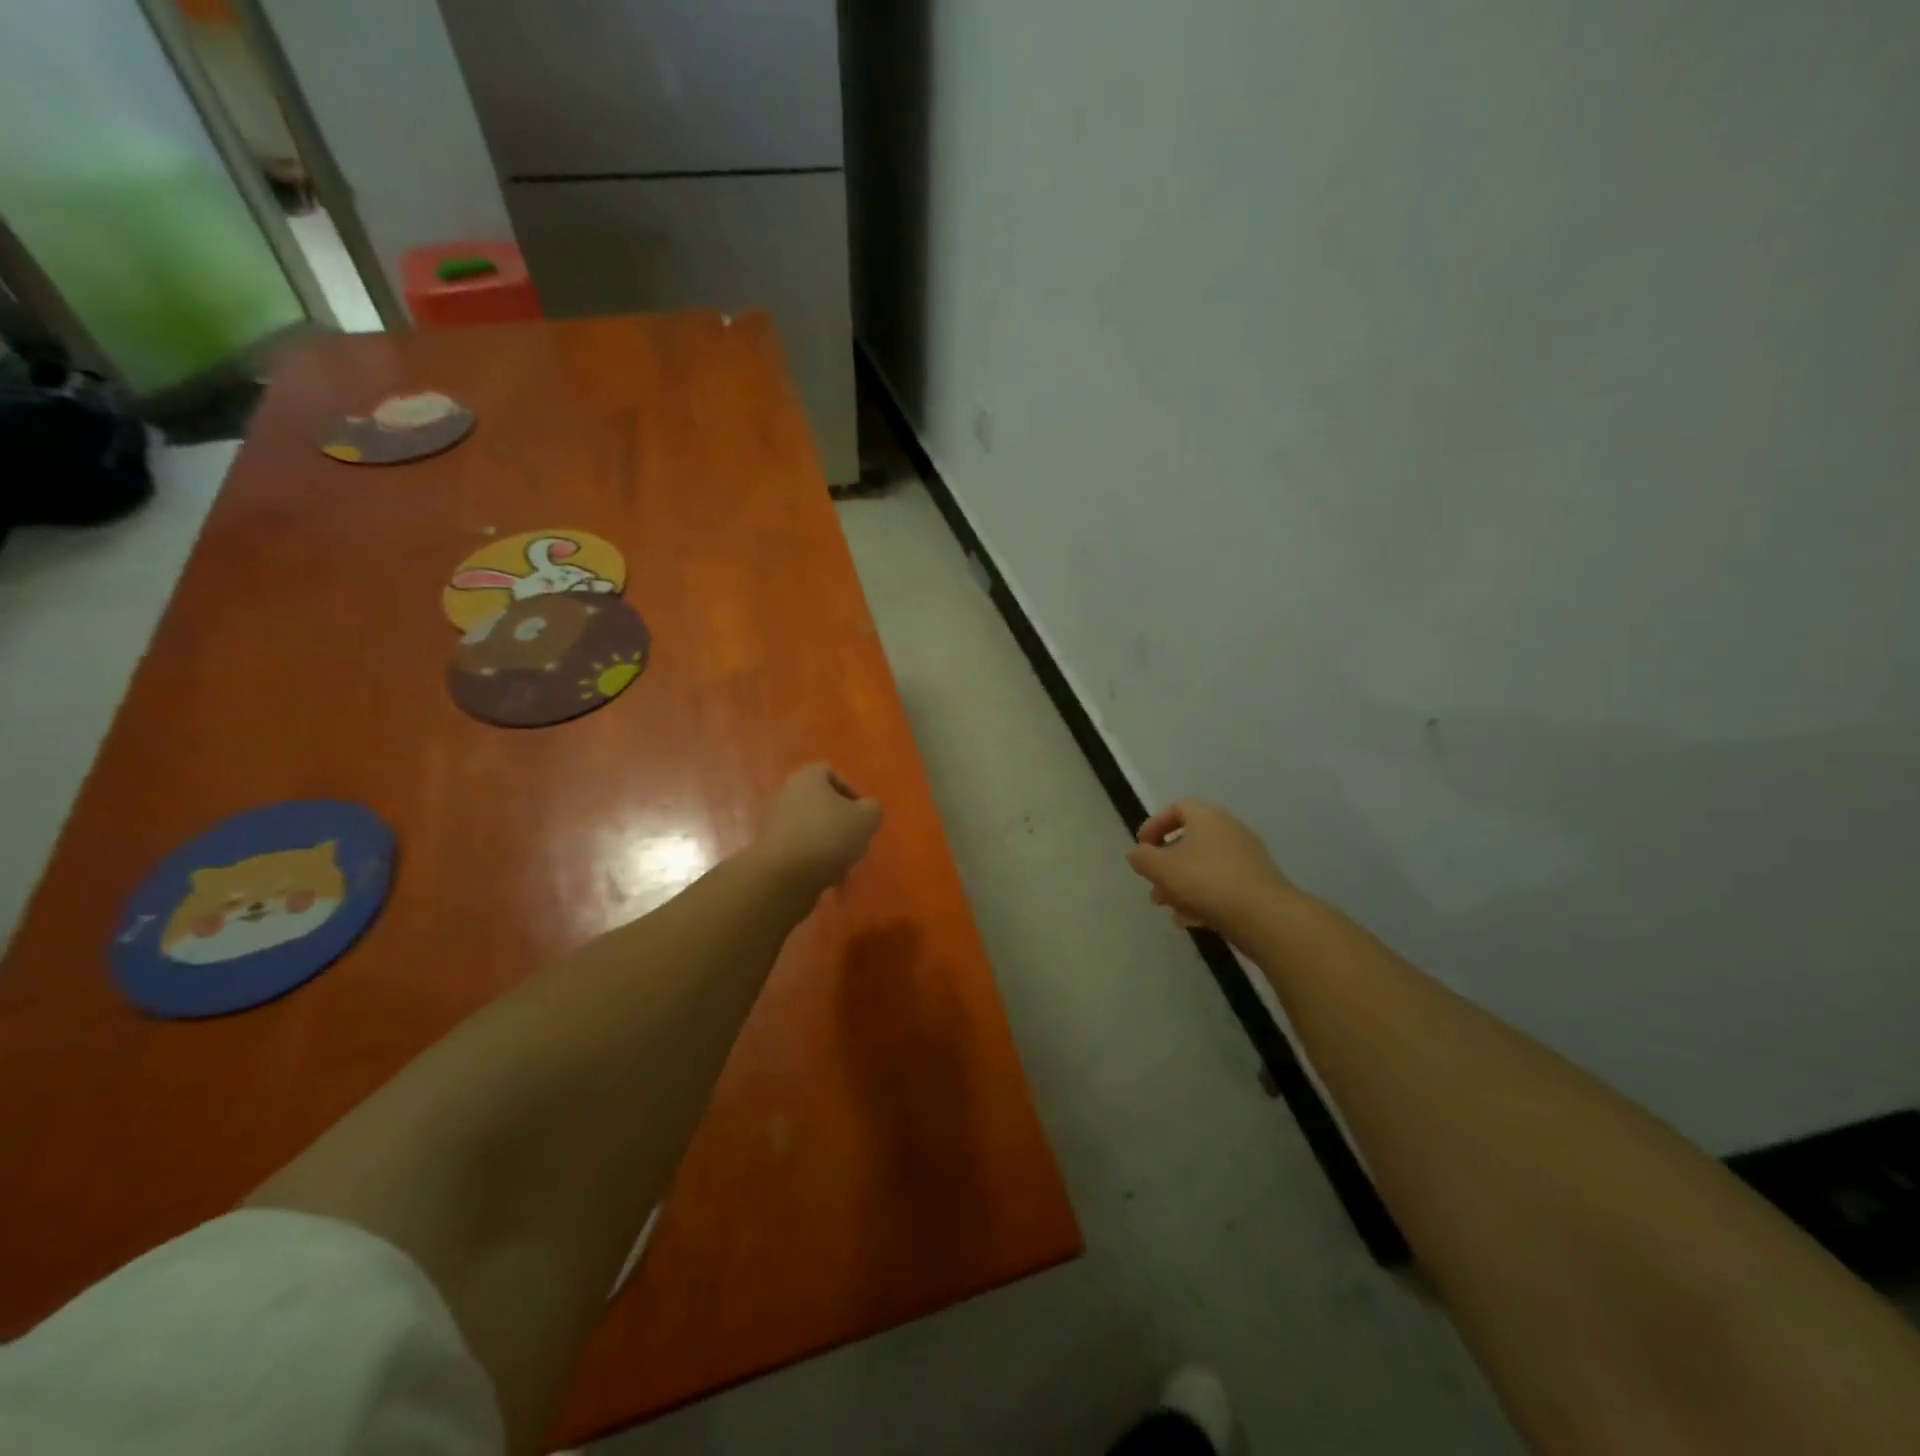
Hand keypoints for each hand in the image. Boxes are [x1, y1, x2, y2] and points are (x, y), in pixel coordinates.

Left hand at [756, 763, 882, 893]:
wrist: (785, 876)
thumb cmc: (828, 835)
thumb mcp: (867, 818)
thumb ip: (872, 809)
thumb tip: (866, 811)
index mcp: (808, 779)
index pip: (830, 772)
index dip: (850, 791)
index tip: (862, 813)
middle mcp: (788, 796)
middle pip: (823, 804)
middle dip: (842, 823)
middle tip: (856, 840)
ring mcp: (777, 824)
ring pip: (815, 829)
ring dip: (832, 845)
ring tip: (845, 864)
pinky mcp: (774, 851)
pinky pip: (803, 851)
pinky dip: (817, 861)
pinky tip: (828, 877)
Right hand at [1126, 800, 1291, 938]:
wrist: (1263, 915)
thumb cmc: (1206, 881)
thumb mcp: (1162, 868)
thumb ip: (1142, 858)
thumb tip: (1136, 854)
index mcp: (1207, 817)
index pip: (1177, 808)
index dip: (1155, 825)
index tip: (1142, 847)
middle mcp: (1229, 831)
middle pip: (1190, 841)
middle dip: (1166, 864)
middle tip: (1153, 885)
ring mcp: (1246, 858)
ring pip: (1204, 866)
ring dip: (1181, 884)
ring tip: (1168, 908)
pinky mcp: (1256, 883)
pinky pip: (1221, 884)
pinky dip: (1202, 898)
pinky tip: (1190, 921)